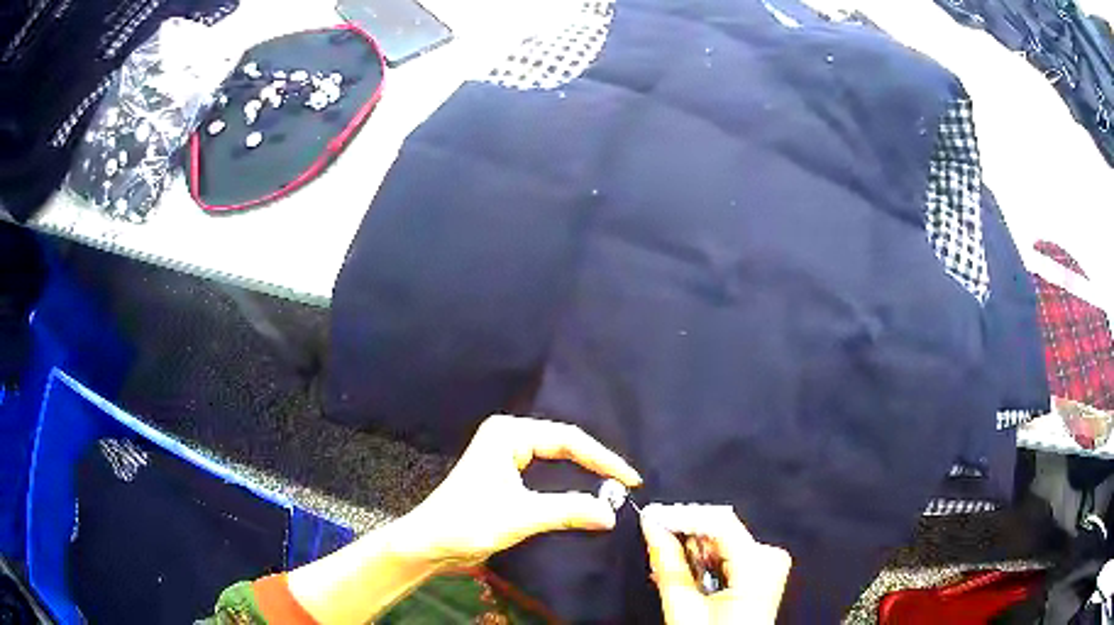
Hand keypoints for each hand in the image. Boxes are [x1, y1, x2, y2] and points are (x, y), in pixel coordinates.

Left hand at [398, 414, 641, 568]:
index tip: (631, 480)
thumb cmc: (468, 522)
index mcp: (508, 434)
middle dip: (595, 464)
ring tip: (613, 486)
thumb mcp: (522, 516)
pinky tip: (584, 493)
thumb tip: (611, 514)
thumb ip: (568, 511)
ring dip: (583, 473)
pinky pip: (546, 472)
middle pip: (564, 445)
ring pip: (556, 459)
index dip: (603, 459)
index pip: (568, 440)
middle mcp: (508, 436)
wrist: (430, 543)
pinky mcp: (505, 474)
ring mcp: (505, 454)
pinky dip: (568, 483)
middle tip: (626, 484)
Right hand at [641, 504, 791, 624]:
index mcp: (758, 565)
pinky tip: (689, 572)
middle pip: (721, 528)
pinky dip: (704, 558)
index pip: (719, 522)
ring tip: (671, 568)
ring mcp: (770, 561)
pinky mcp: (764, 567)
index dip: (682, 515)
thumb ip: (668, 564)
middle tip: (655, 542)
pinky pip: (730, 549)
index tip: (651, 516)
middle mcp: (770, 557)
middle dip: (685, 535)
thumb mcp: (685, 608)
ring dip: (692, 548)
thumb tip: (652, 528)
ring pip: (723, 537)